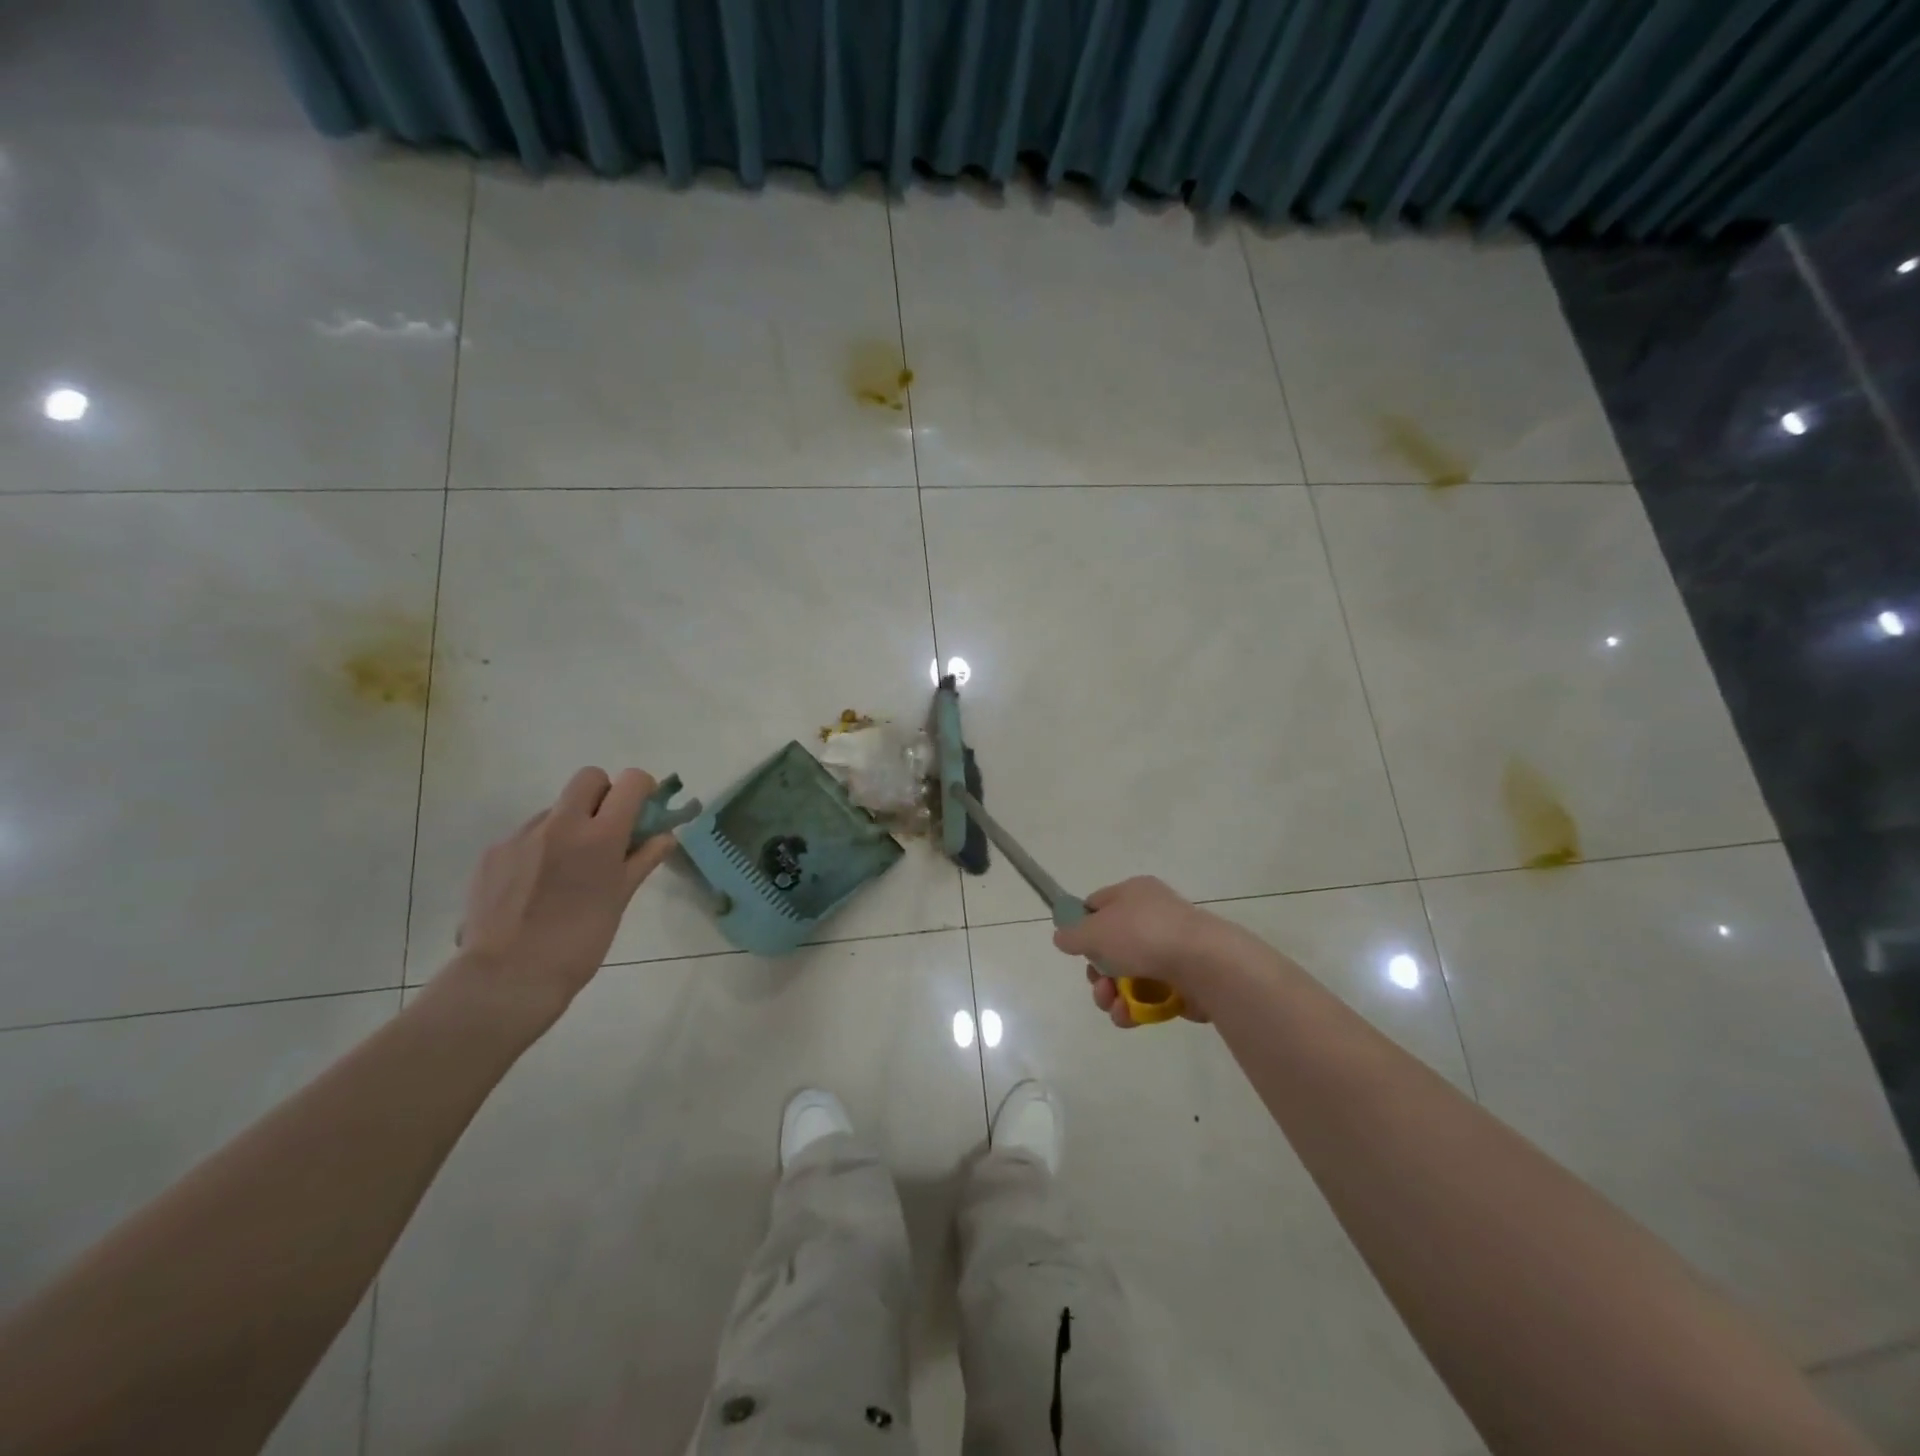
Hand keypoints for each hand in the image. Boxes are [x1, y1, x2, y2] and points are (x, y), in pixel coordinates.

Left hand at [448, 767, 677, 1026]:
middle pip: (588, 778)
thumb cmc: (580, 942)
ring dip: (568, 826)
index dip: (641, 788)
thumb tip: (665, 837)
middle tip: (605, 832)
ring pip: (555, 810)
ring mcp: (522, 835)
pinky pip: (526, 836)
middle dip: (603, 794)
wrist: (508, 977)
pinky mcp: (493, 852)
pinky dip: (539, 850)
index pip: (630, 782)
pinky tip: (535, 887)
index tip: (643, 810)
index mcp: (601, 836)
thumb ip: (643, 860)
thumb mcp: (620, 900)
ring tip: (565, 872)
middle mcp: (561, 824)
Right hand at [1052, 877, 1229, 1027]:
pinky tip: (1129, 1016)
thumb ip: (1072, 935)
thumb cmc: (1144, 936)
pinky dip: (1135, 1008)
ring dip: (1111, 994)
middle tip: (1097, 985)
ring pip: (1127, 975)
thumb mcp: (1095, 930)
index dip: (1081, 926)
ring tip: (1113, 1005)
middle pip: (1111, 946)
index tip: (1074, 949)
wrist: (1205, 964)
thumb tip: (1062, 937)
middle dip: (1097, 972)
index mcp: (1133, 893)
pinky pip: (1149, 995)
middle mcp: (1152, 917)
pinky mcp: (1183, 982)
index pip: (1098, 905)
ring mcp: (1169, 950)